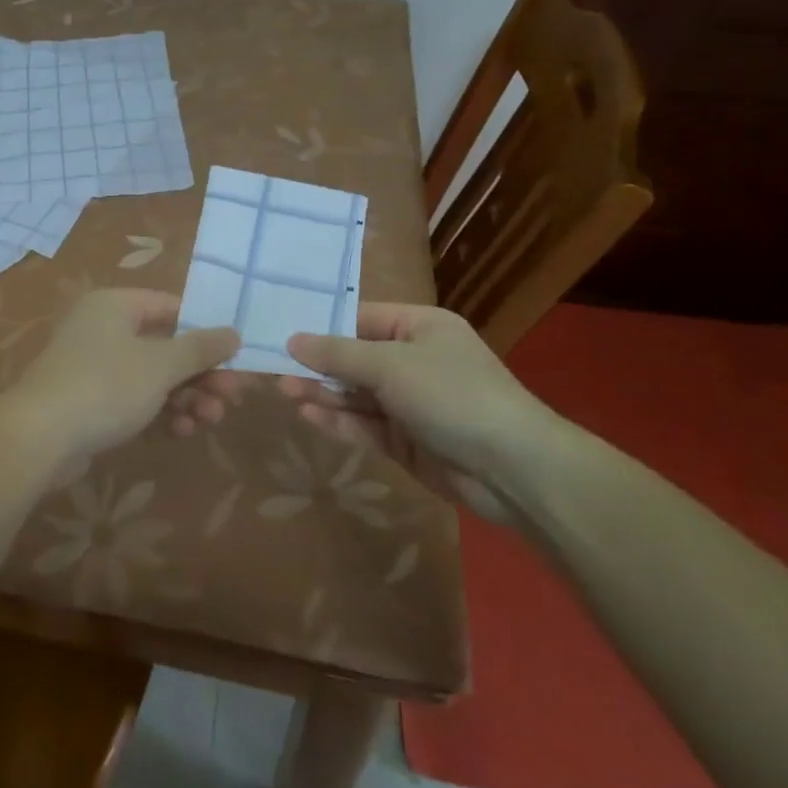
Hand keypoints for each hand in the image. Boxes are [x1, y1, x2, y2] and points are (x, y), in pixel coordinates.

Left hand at [6, 289, 238, 462]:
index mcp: (115, 305)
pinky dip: (160, 412)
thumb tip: (233, 332)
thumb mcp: (161, 365)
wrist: (39, 438)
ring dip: (186, 397)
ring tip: (210, 421)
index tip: (235, 357)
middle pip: (165, 345)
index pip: (171, 307)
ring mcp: (94, 366)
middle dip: (200, 373)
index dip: (205, 330)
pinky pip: (134, 399)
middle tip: (232, 397)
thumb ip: (200, 348)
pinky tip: (182, 432)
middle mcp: (103, 328)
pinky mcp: (90, 401)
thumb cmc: (105, 386)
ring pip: (152, 376)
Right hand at [284, 303, 563, 522]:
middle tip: (275, 368)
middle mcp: (414, 360)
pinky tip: (309, 416)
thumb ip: (338, 354)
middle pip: (355, 358)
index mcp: (418, 327)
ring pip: (357, 394)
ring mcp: (411, 403)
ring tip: (285, 391)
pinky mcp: (408, 441)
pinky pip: (366, 425)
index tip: (283, 332)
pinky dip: (340, 421)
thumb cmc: (451, 394)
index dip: (323, 326)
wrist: (513, 468)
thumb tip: (292, 339)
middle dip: (318, 364)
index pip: (360, 319)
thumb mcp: (390, 365)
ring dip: (324, 393)